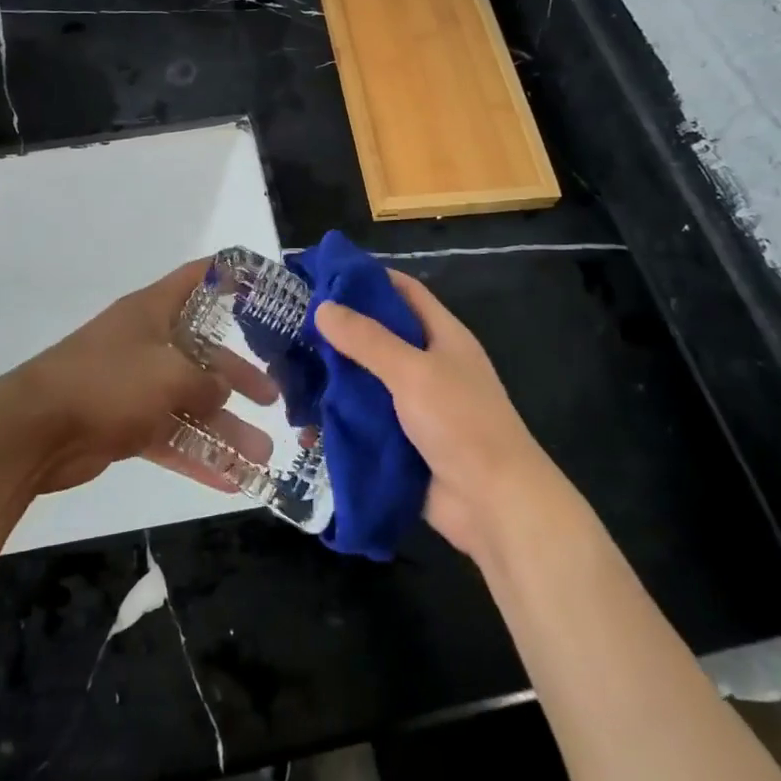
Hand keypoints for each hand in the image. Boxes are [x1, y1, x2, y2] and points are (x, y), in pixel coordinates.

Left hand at [0, 260, 278, 494]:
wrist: (34, 430)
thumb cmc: (108, 382)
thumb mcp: (170, 374)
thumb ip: (205, 382)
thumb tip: (222, 391)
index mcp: (153, 312)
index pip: (197, 279)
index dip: (230, 276)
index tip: (264, 286)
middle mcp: (145, 344)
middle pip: (202, 354)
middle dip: (237, 377)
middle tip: (273, 397)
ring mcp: (133, 386)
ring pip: (189, 403)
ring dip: (224, 429)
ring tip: (262, 456)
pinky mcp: (122, 424)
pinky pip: (169, 437)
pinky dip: (196, 456)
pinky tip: (230, 480)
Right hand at [314, 270, 574, 560]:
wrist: (494, 505)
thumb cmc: (461, 424)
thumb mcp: (413, 371)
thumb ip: (367, 339)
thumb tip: (322, 307)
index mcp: (442, 336)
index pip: (403, 291)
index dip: (367, 279)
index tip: (323, 276)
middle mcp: (428, 364)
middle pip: (378, 335)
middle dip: (338, 331)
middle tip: (291, 324)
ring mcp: (414, 404)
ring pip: (365, 379)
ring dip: (332, 376)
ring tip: (286, 369)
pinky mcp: (400, 440)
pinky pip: (362, 419)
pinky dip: (337, 417)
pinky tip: (303, 417)